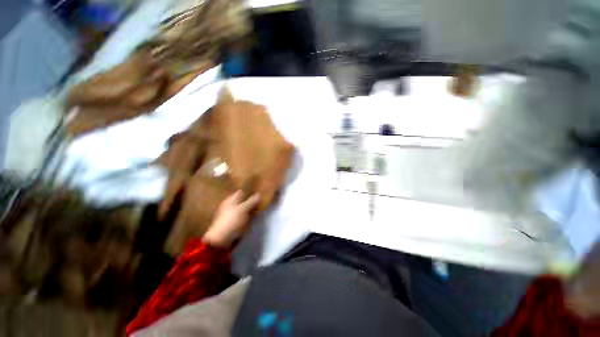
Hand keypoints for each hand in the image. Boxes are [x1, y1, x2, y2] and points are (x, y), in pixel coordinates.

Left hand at [202, 191, 260, 247]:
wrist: (220, 240)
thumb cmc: (232, 221)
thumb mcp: (244, 209)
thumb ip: (252, 201)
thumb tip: (259, 194)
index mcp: (231, 199)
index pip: (241, 192)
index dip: (249, 192)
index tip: (258, 193)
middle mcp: (229, 205)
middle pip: (242, 201)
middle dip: (250, 201)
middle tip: (260, 201)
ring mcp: (229, 215)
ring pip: (242, 209)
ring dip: (249, 209)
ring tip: (258, 209)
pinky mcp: (231, 223)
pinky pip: (241, 217)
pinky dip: (246, 217)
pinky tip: (252, 218)